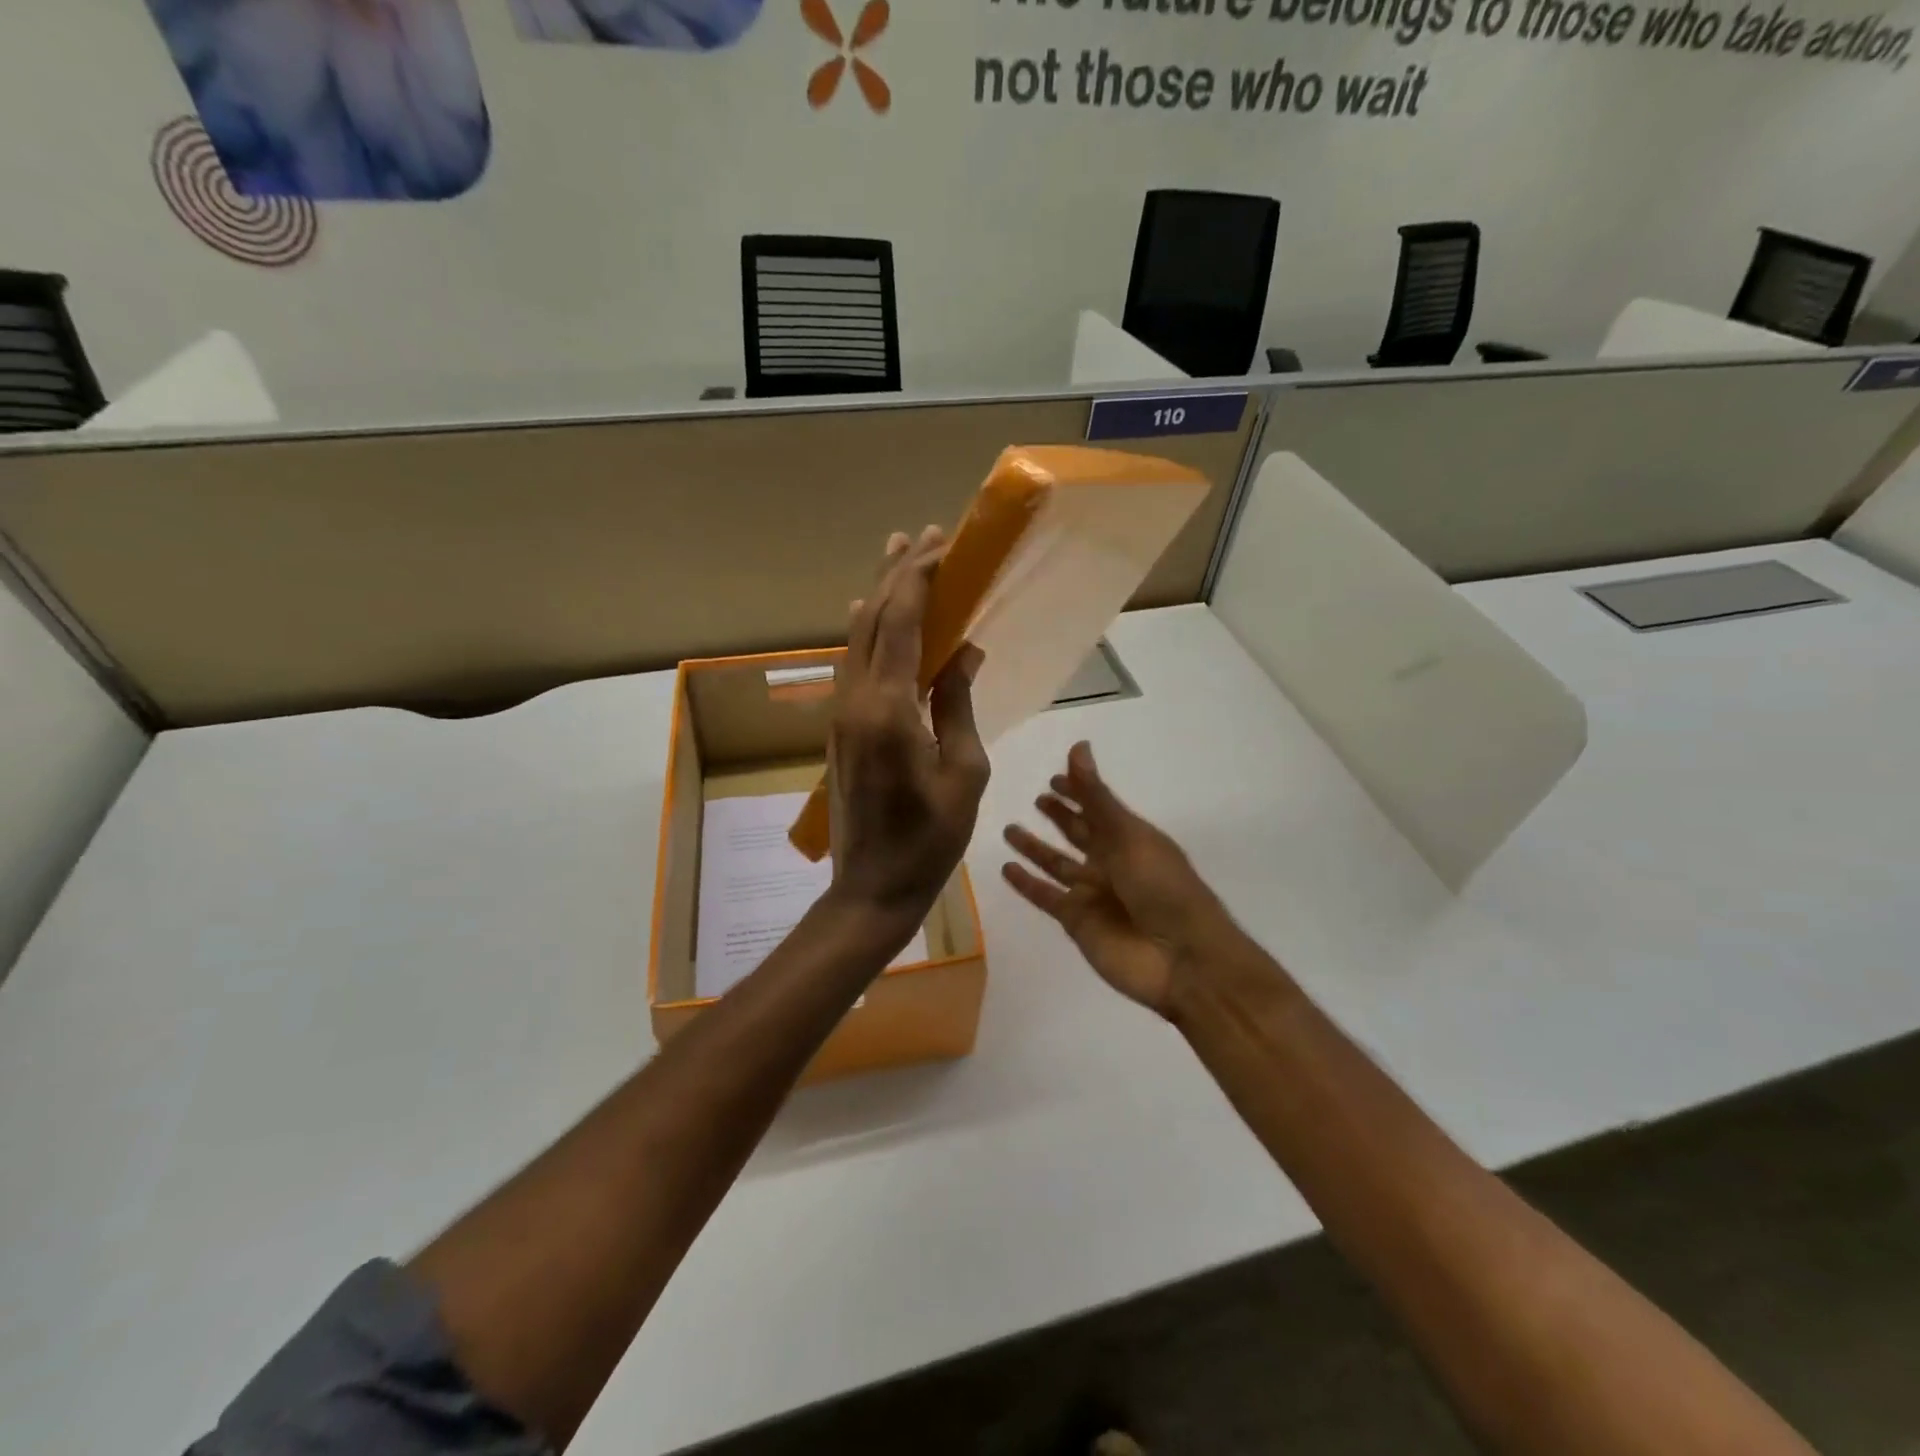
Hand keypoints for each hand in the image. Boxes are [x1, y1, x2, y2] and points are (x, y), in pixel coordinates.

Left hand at [829, 527, 989, 939]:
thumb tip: (963, 650)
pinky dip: (868, 631)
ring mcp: (842, 713)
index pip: (900, 623)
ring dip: (879, 596)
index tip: (942, 544)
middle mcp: (855, 700)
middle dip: (897, 574)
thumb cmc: (930, 838)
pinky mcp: (841, 728)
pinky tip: (872, 615)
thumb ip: (957, 703)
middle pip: (871, 620)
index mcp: (887, 708)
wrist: (873, 886)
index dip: (919, 578)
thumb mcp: (964, 771)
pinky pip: (853, 664)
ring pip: (856, 639)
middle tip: (920, 535)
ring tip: (898, 557)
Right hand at [1002, 742, 1231, 1015]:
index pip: (1097, 806)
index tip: (1054, 777)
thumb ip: (1096, 796)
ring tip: (1009, 829)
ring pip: (1056, 864)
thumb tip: (1078, 746)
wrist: (1180, 958)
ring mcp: (1092, 893)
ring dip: (1035, 848)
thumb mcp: (1128, 834)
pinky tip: (1007, 868)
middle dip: (1060, 816)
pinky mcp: (1076, 921)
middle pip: (1078, 833)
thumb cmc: (1162, 887)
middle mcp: (1110, 861)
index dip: (1078, 791)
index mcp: (1130, 837)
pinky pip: (1046, 896)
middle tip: (1037, 798)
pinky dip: (1027, 884)